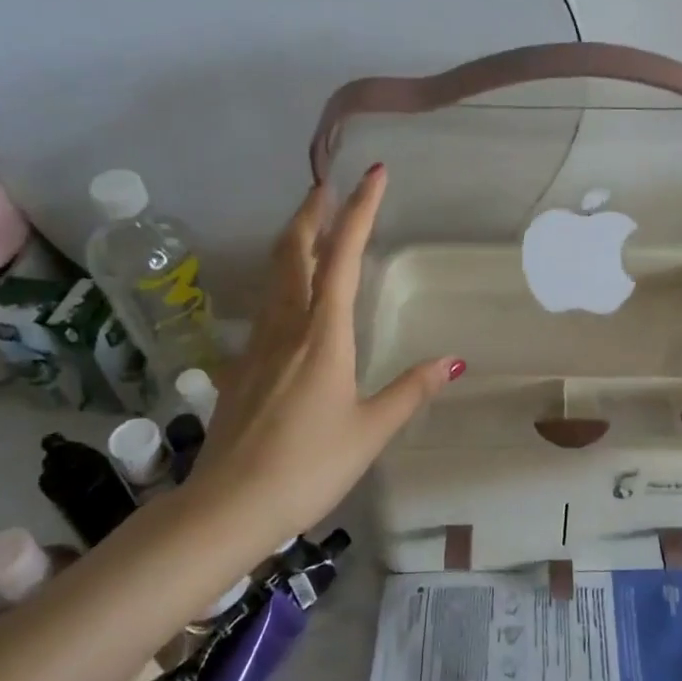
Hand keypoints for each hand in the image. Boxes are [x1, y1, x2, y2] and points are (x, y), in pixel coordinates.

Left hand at [185, 166, 462, 547]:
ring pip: (274, 276)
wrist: (228, 506)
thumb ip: (410, 391)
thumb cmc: (308, 466)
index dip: (360, 211)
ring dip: (294, 241)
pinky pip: (266, 306)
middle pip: (294, 253)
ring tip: (312, 226)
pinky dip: (283, 281)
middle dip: (312, 213)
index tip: (374, 174)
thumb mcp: (369, 431)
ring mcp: (257, 344)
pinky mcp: (240, 366)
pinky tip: (292, 300)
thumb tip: (453, 361)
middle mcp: (286, 327)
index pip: (344, 257)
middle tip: (327, 185)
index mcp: (323, 334)